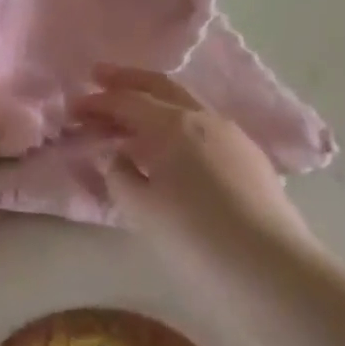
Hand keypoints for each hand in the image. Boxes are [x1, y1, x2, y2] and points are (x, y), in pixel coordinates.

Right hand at [71, 65, 314, 250]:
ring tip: (131, 115)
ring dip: (154, 103)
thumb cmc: (196, 236)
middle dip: (127, 80)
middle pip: (160, 86)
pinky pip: (204, 126)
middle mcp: (204, 118)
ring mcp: (232, 135)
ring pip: (186, 105)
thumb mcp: (142, 209)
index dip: (97, 102)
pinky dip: (177, 124)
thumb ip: (120, 175)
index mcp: (173, 125)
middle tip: (99, 76)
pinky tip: (171, 144)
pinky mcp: (250, 157)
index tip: (73, 107)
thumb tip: (117, 155)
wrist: (271, 269)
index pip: (127, 101)